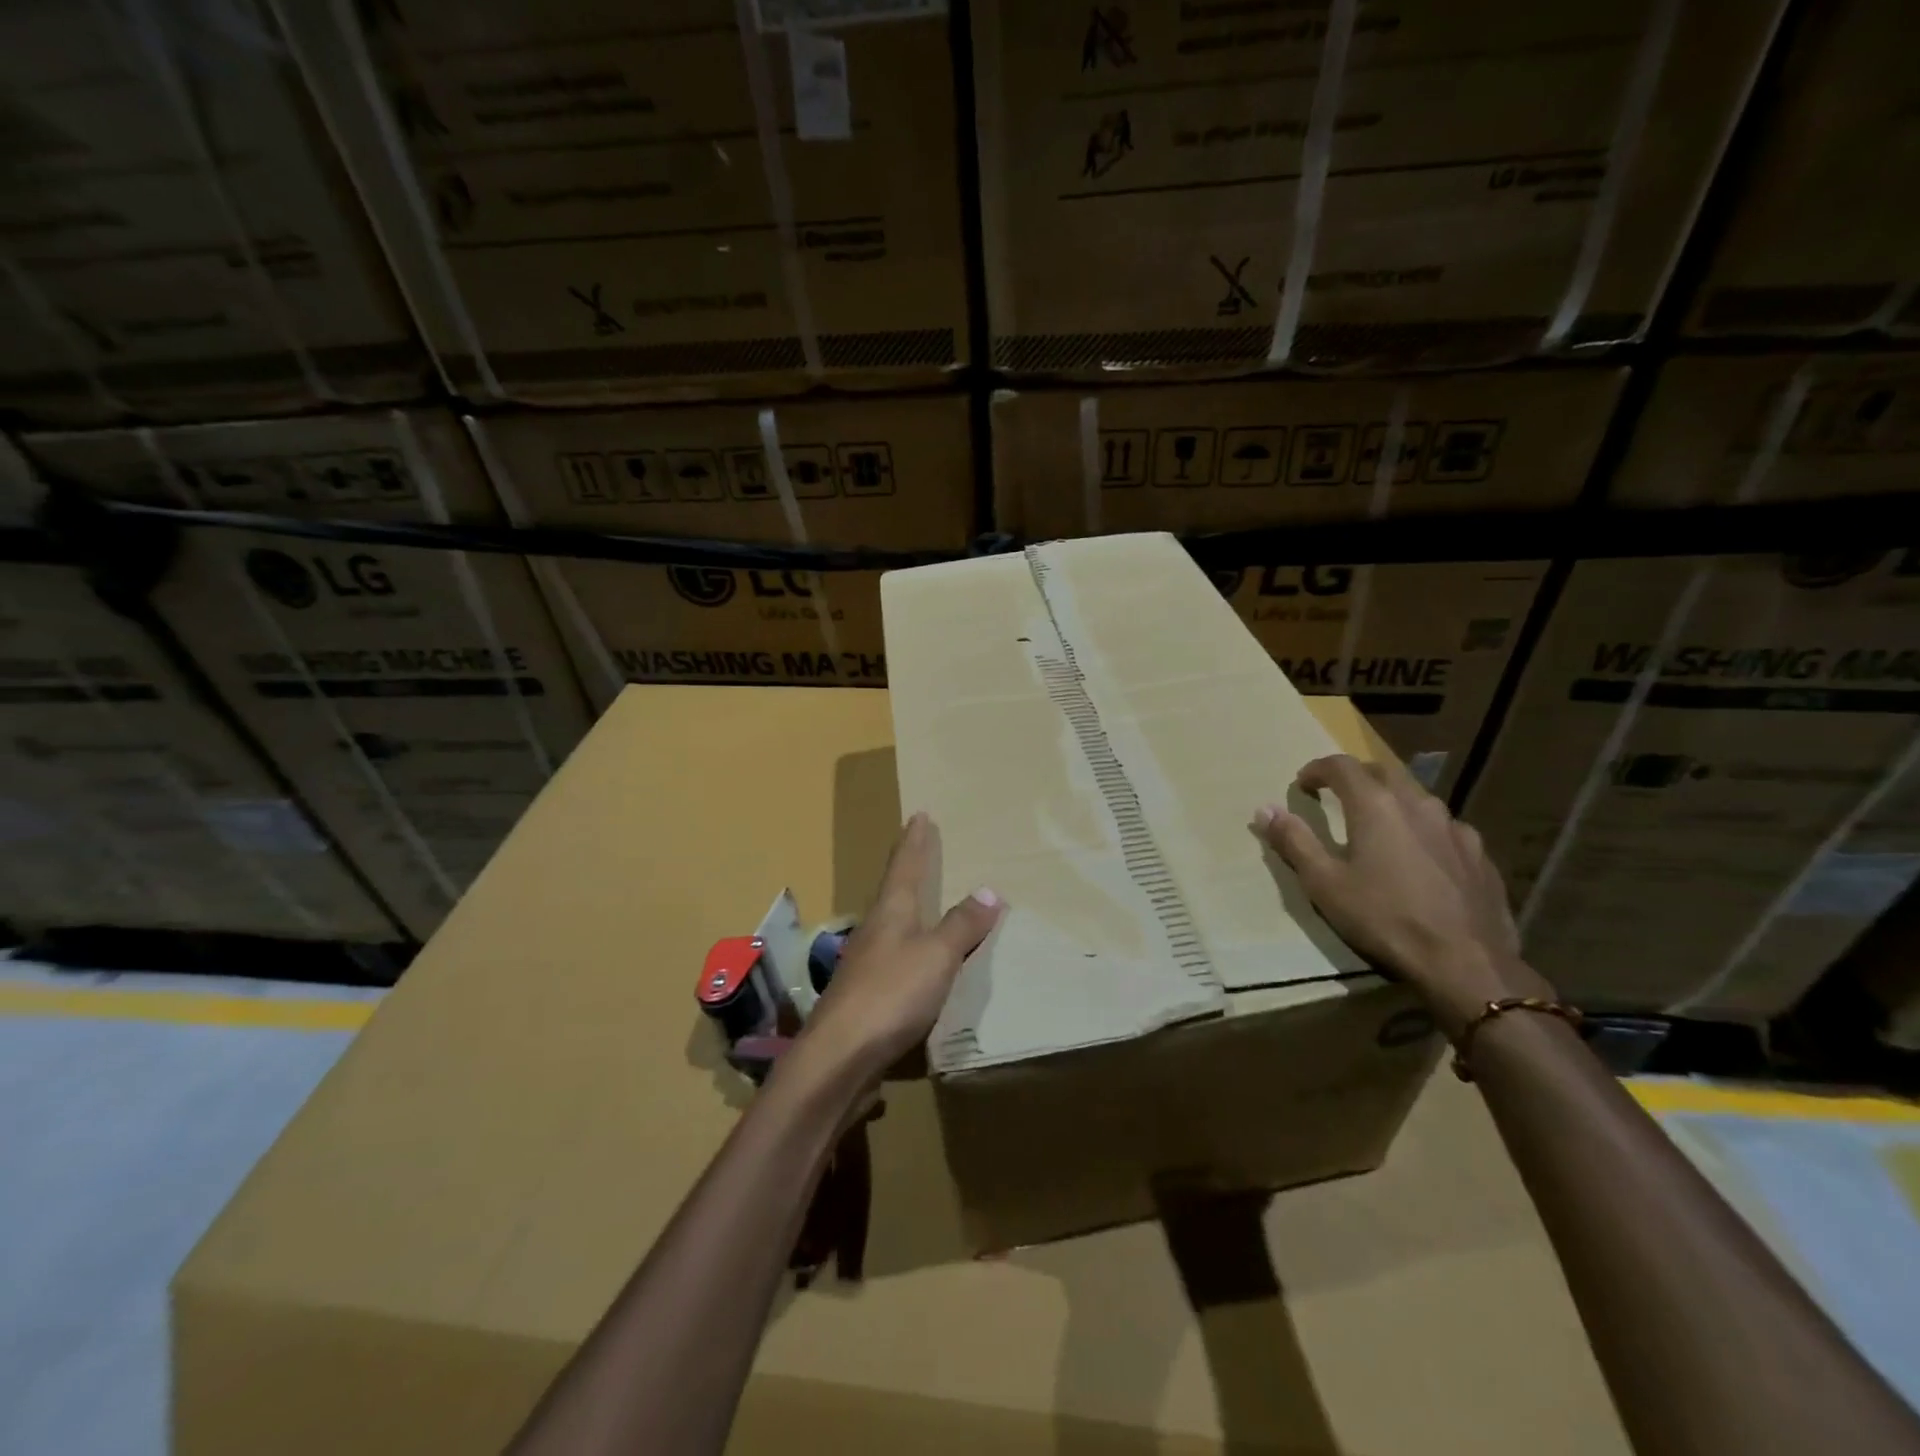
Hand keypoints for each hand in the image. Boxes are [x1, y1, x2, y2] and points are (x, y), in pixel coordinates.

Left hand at [795, 812, 1002, 1081]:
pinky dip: (912, 951)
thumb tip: (988, 891)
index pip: (905, 866)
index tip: (919, 815)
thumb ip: (961, 925)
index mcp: (891, 912)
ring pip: (892, 926)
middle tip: (922, 850)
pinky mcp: (866, 999)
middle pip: (894, 892)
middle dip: (909, 870)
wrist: (840, 1058)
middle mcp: (875, 931)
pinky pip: (895, 961)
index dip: (915, 841)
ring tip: (926, 903)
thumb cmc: (891, 995)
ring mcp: (866, 966)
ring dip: (909, 910)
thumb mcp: (936, 955)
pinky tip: (919, 964)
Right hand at [1254, 754, 1552, 1038]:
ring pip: (1418, 799)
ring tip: (1379, 825)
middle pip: (1383, 772)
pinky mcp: (1479, 855)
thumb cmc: (1385, 919)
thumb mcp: (1325, 884)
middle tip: (1337, 795)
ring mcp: (1455, 828)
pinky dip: (1423, 830)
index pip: (1342, 766)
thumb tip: (1265, 810)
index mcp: (1376, 806)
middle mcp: (1418, 805)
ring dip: (1392, 801)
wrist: (1467, 963)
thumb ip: (1294, 841)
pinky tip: (1421, 856)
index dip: (1317, 769)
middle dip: (1356, 777)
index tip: (1302, 783)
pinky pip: (1445, 828)